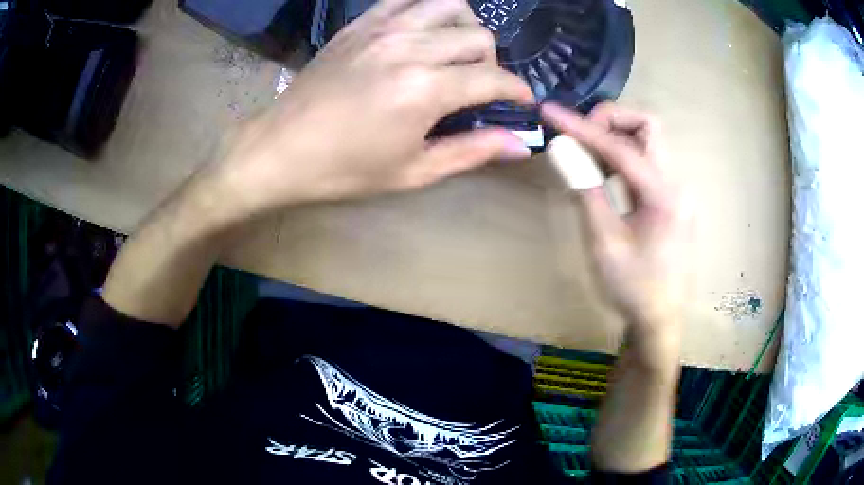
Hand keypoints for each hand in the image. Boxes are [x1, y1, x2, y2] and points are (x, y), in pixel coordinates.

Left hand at [208, 0, 533, 217]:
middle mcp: (409, 48)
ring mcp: (382, 29)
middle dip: (490, 61)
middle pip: (478, 35)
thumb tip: (520, 144)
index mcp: (424, 90)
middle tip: (476, 86)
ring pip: (448, 5)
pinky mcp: (360, 24)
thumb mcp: (411, 171)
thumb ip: (470, 152)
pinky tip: (421, 31)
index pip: (493, 78)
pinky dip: (425, 9)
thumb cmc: (343, 169)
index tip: (523, 100)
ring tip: (453, 51)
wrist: (279, 149)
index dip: (517, 90)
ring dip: (463, 26)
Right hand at [542, 102, 692, 335]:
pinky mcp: (673, 199)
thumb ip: (586, 191)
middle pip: (648, 126)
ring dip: (617, 138)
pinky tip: (606, 175)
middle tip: (581, 136)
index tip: (550, 112)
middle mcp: (677, 183)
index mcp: (664, 194)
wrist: (660, 320)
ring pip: (649, 141)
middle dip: (611, 120)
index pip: (620, 146)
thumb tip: (562, 150)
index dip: (581, 126)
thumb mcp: (603, 242)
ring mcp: (678, 190)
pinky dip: (624, 158)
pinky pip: (649, 163)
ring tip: (587, 157)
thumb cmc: (633, 288)